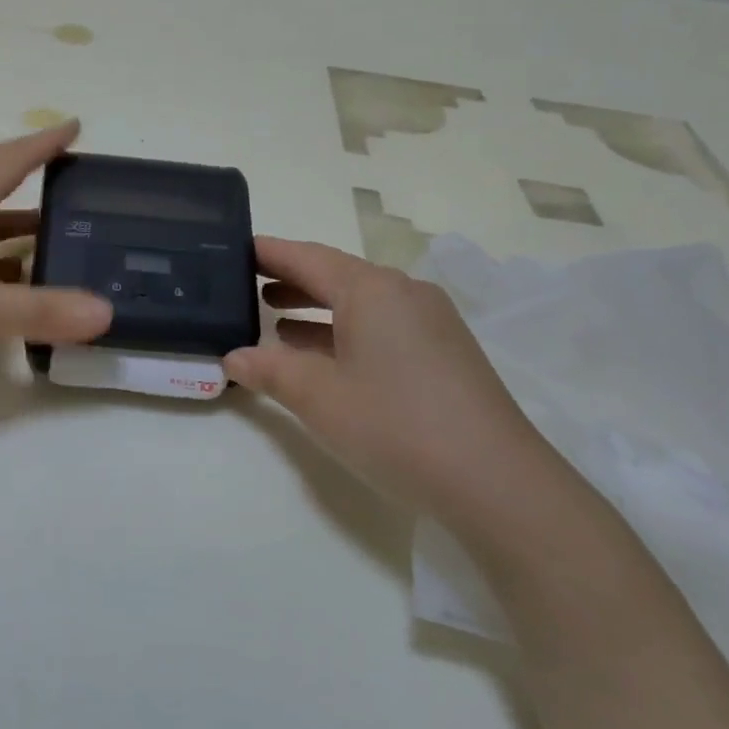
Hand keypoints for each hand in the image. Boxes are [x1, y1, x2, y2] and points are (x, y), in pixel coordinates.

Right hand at [226, 237, 567, 527]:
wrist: (494, 481)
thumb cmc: (394, 425)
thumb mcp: (318, 397)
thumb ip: (270, 370)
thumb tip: (233, 357)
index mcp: (372, 290)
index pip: (308, 257)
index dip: (269, 253)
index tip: (235, 248)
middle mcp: (404, 294)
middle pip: (336, 276)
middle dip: (291, 281)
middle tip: (245, 285)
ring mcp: (430, 323)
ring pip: (361, 304)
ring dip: (316, 310)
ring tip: (274, 319)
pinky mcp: (443, 353)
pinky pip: (381, 327)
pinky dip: (344, 333)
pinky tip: (323, 356)